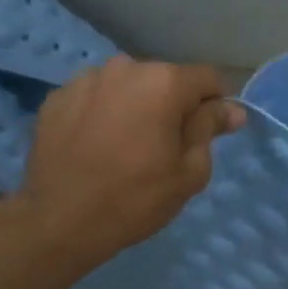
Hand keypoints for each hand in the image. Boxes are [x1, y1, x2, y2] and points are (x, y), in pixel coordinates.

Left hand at [18, 56, 245, 269]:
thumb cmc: (135, 199)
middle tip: (164, 148)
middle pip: (164, 80)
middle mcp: (124, 67)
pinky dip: (101, 115)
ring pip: (126, 87)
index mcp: (164, 82)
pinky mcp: (56, 98)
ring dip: (134, 108)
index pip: (208, 79)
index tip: (209, 134)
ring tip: (125, 147)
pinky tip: (95, 147)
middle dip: (171, 106)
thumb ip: (210, 130)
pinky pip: (93, 99)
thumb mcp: (188, 172)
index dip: (216, 105)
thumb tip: (231, 109)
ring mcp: (85, 80)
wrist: (60, 221)